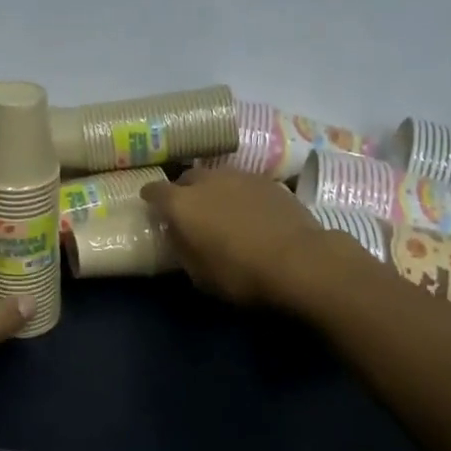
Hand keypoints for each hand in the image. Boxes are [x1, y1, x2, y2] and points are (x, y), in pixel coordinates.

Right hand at [141, 169, 338, 308]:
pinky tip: (250, 211)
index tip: (151, 205)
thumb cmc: (240, 274)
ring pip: (218, 176)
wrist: (300, 261)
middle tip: (190, 211)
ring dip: (214, 190)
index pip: (154, 191)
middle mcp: (207, 181)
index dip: (150, 197)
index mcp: (181, 203)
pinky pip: (244, 183)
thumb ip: (182, 247)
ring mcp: (240, 176)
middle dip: (184, 191)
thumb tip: (177, 232)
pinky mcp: (269, 181)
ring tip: (221, 209)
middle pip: (187, 178)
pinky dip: (240, 194)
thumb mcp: (198, 274)